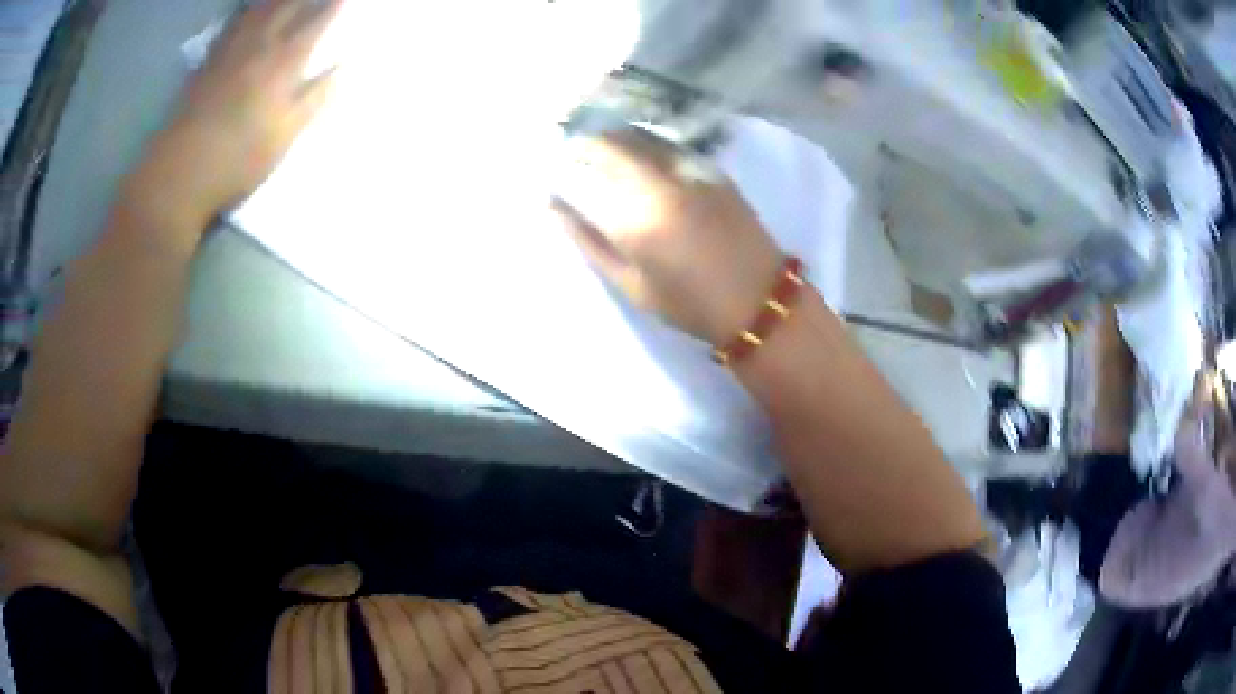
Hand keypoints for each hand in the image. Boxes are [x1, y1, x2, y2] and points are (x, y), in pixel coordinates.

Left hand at [126, 0, 343, 228]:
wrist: (179, 176)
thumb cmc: (235, 162)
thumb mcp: (283, 138)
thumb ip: (313, 100)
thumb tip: (341, 71)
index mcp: (282, 65)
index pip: (316, 23)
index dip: (333, 4)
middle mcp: (258, 47)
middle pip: (287, 6)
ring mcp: (229, 52)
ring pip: (257, 9)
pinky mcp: (206, 63)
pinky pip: (230, 24)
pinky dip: (243, 11)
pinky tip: (248, 8)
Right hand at [553, 130, 782, 345]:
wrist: (758, 298)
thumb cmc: (689, 303)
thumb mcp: (629, 283)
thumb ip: (588, 241)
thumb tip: (553, 207)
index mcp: (635, 218)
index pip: (584, 173)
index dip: (562, 163)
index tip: (551, 166)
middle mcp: (660, 182)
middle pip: (611, 142)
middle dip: (585, 141)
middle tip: (573, 150)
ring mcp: (689, 170)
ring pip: (640, 136)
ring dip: (614, 136)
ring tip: (601, 147)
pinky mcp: (710, 168)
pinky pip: (667, 144)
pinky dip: (644, 142)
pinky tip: (638, 153)